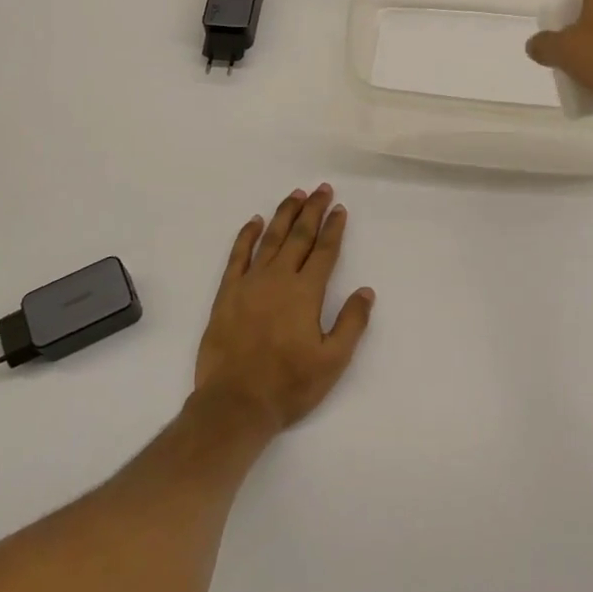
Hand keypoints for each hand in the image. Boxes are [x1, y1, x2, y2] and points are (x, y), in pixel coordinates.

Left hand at [193, 184, 373, 432]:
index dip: (334, 227)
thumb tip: (366, 291)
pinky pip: (237, 255)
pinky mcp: (227, 293)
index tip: (339, 208)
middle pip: (299, 236)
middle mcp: (278, 278)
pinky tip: (254, 221)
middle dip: (312, 210)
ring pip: (270, 238)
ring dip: (284, 214)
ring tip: (295, 194)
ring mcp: (250, 283)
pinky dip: (246, 235)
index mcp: (306, 293)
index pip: (324, 251)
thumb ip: (351, 323)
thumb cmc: (288, 385)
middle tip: (321, 189)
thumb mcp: (332, 361)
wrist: (235, 402)